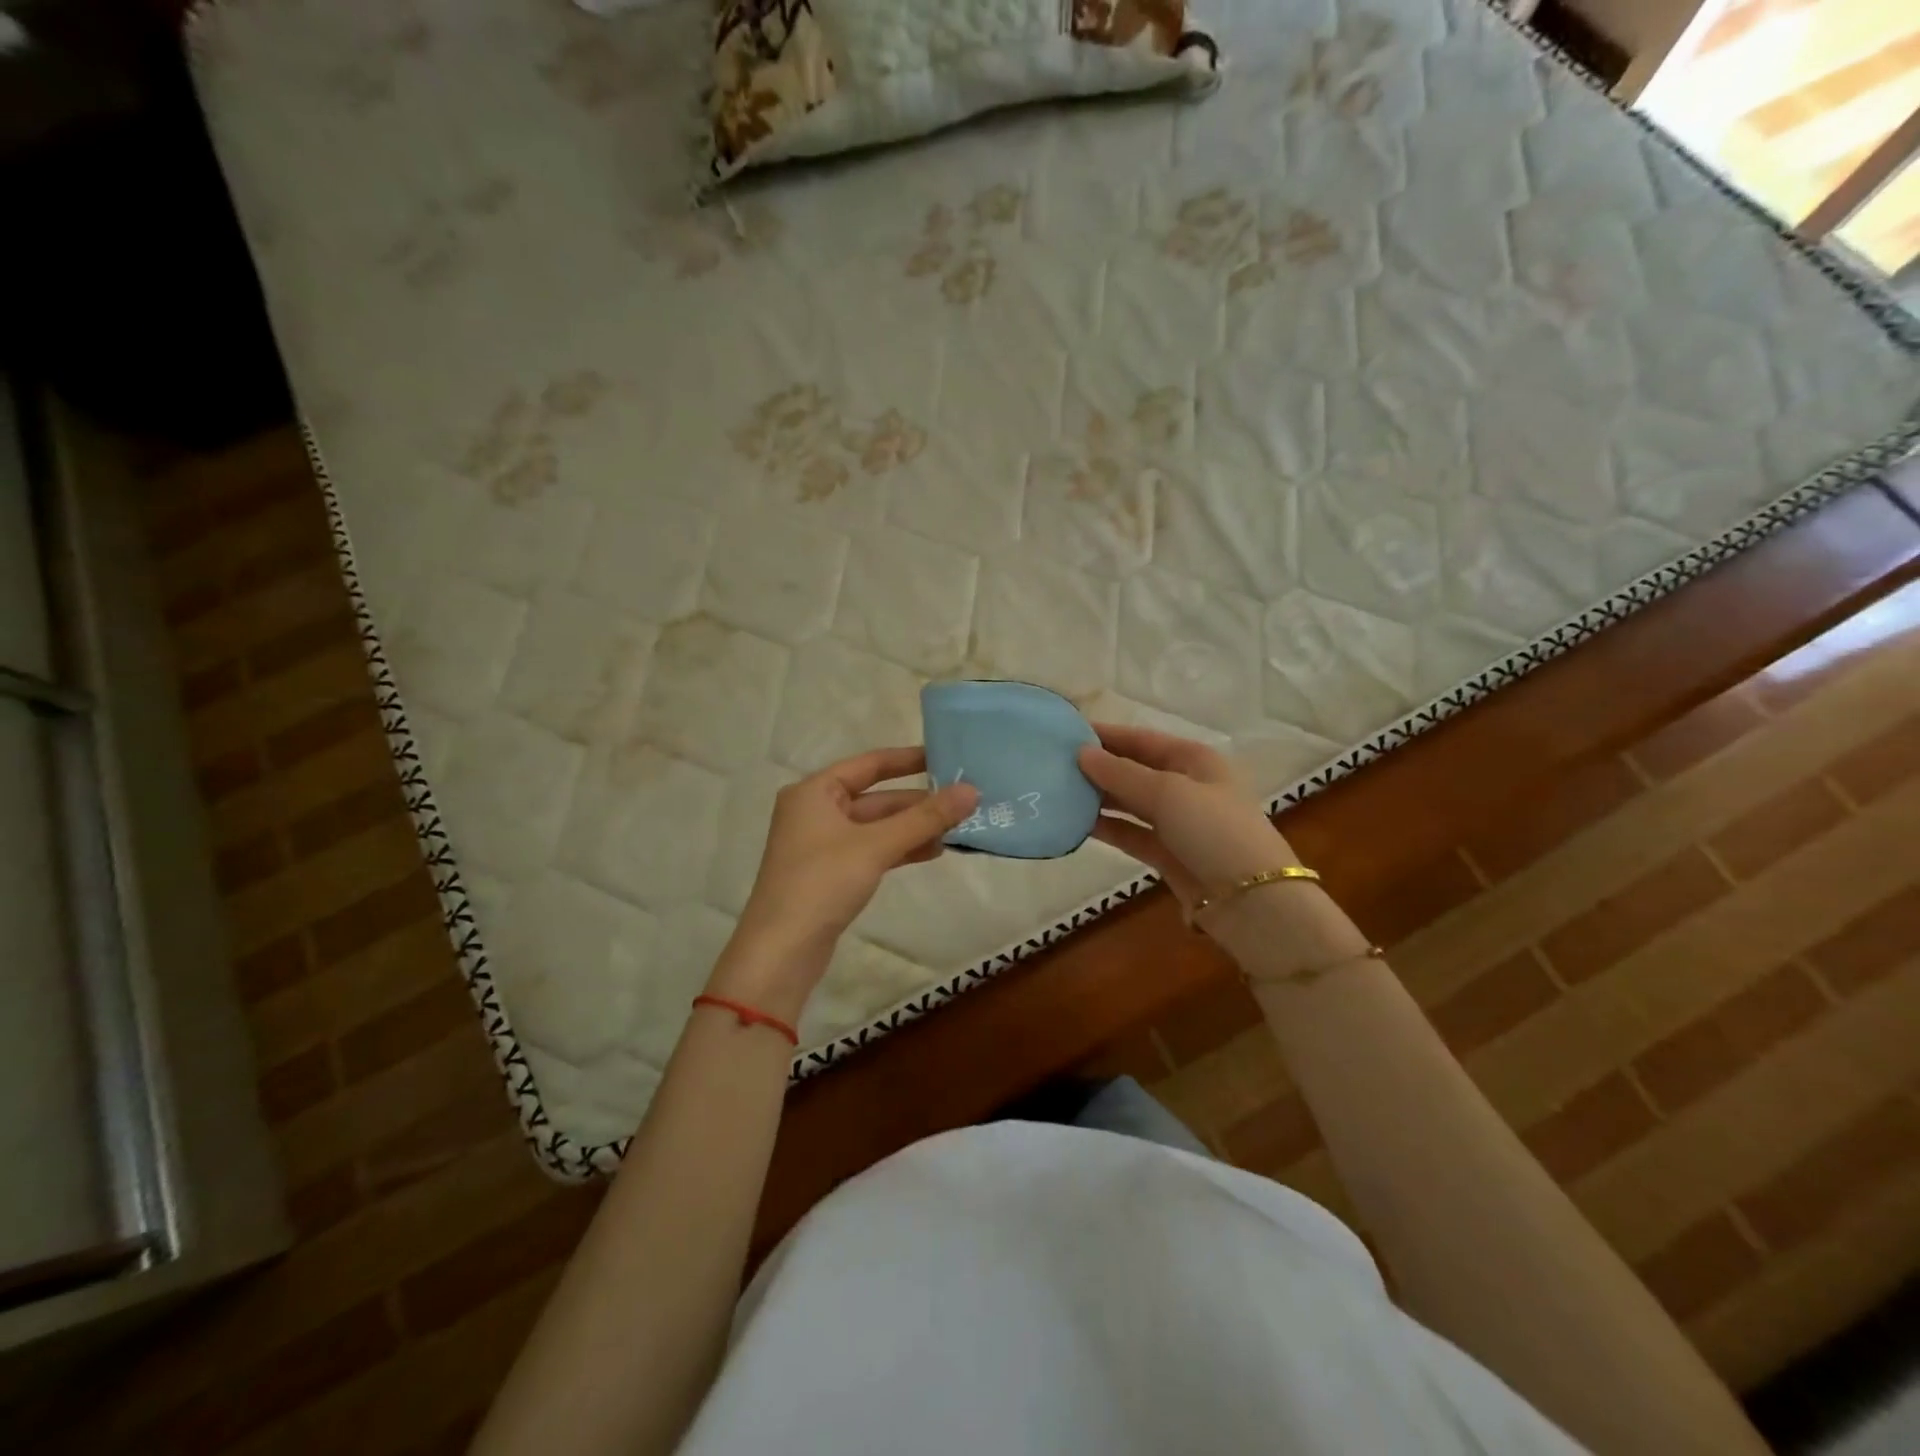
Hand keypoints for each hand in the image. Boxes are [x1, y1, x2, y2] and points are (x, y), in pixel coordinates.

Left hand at [716, 748, 977, 1014]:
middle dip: (918, 802)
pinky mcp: (830, 873)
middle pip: (876, 797)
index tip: (947, 758)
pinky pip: (872, 850)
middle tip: (964, 801)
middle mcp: (815, 811)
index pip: (869, 763)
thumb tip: (972, 791)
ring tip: (957, 829)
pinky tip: (932, 852)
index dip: (909, 760)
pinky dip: (899, 849)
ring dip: (913, 828)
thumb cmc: (822, 883)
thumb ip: (925, 818)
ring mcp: (822, 844)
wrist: (781, 952)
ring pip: (876, 827)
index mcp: (815, 791)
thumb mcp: (876, 845)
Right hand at [1077, 723, 1296, 918]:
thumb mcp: (1168, 793)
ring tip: (1058, 791)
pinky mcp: (1168, 853)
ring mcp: (1177, 821)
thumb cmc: (1215, 831)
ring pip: (1130, 802)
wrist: (1252, 901)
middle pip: (1134, 769)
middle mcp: (1186, 785)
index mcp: (1194, 760)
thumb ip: (1121, 773)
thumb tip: (1081, 753)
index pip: (1142, 739)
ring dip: (1099, 797)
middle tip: (1053, 764)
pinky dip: (1108, 827)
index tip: (1065, 732)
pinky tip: (1077, 823)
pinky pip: (1131, 832)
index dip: (1106, 735)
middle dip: (1098, 766)